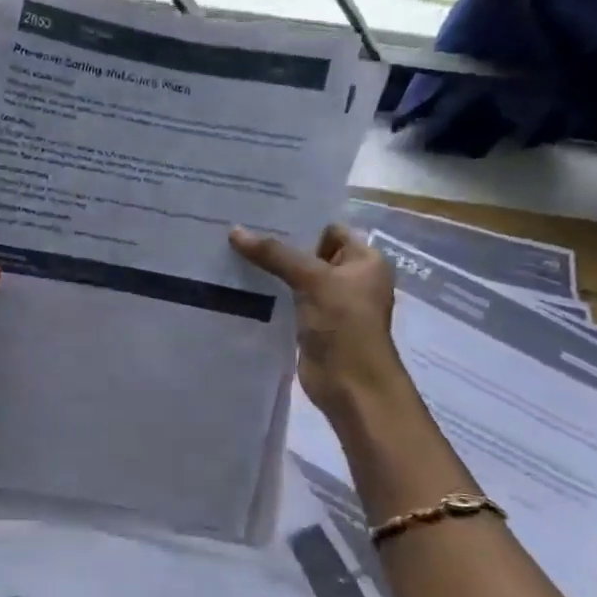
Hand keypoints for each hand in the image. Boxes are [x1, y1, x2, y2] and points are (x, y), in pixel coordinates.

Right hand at [229, 222, 408, 421]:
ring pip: (295, 277)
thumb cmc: (345, 324)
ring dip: (270, 270)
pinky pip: (287, 299)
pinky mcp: (310, 323)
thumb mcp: (313, 280)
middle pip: (309, 253)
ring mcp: (330, 302)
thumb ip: (274, 254)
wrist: (351, 384)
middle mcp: (350, 278)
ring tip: (231, 252)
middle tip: (238, 229)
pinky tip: (240, 283)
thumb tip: (234, 231)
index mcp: (365, 260)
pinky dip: (268, 293)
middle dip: (278, 245)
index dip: (299, 221)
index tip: (261, 213)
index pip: (330, 230)